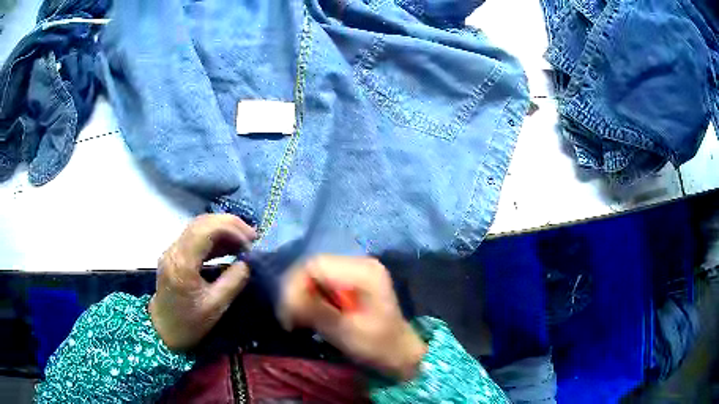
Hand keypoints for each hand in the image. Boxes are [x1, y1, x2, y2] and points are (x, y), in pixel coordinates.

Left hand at [149, 214, 256, 350]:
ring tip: (244, 241)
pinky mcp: (175, 255)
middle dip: (230, 224)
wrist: (163, 330)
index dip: (231, 229)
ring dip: (223, 229)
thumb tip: (248, 263)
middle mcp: (175, 250)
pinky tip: (229, 247)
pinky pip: (196, 237)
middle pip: (202, 222)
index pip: (206, 229)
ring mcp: (173, 250)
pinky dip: (215, 237)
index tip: (251, 241)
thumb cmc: (189, 324)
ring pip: (199, 226)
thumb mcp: (215, 307)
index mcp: (183, 263)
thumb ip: (233, 282)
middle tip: (252, 236)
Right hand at [279, 255, 426, 380]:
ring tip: (296, 320)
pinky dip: (310, 298)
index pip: (315, 265)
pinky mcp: (350, 281)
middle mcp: (359, 263)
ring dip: (301, 295)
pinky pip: (321, 282)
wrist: (400, 353)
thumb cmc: (378, 345)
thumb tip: (287, 301)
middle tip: (289, 319)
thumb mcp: (345, 332)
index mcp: (363, 272)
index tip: (287, 314)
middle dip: (295, 291)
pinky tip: (308, 315)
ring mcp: (355, 270)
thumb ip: (315, 312)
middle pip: (313, 267)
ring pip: (314, 274)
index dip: (294, 286)